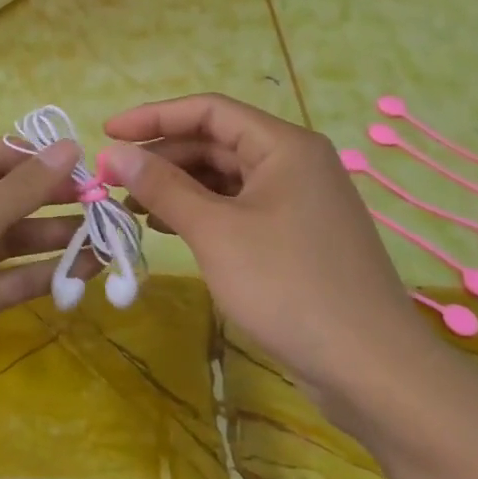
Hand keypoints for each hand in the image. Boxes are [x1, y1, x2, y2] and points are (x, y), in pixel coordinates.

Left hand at [0, 137, 82, 446]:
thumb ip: (20, 188)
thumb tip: (68, 147)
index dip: (30, 157)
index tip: (78, 163)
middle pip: (2, 197)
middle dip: (49, 197)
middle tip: (100, 200)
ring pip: (12, 240)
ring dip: (55, 236)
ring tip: (106, 235)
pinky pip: (12, 278)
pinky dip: (46, 273)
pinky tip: (87, 269)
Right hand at [102, 94, 425, 411]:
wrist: (370, 368)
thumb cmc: (289, 286)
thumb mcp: (216, 232)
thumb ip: (163, 186)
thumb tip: (115, 152)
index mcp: (284, 146)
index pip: (209, 111)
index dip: (154, 116)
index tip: (107, 132)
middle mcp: (294, 163)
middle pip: (216, 142)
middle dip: (162, 157)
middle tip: (112, 180)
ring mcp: (297, 201)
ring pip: (225, 178)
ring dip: (177, 186)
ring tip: (130, 205)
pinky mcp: (295, 236)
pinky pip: (238, 208)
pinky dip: (200, 212)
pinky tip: (167, 227)